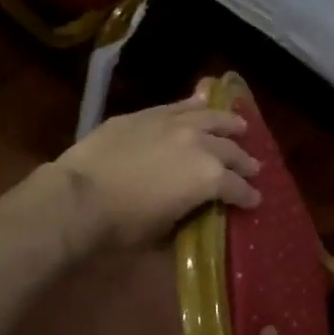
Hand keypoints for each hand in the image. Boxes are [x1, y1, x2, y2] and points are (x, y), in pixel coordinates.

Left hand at [48, 84, 259, 250]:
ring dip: (229, 124)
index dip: (248, 196)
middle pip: (231, 151)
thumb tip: (194, 212)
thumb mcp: (164, 232)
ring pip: (212, 118)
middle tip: (252, 168)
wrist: (79, 196)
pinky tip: (204, 102)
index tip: (254, 201)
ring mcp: (174, 124)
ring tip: (240, 127)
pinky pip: (181, 106)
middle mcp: (200, 144)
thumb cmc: (123, 225)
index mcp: (209, 179)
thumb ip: (187, 216)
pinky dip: (197, 105)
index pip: (238, 188)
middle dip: (244, 162)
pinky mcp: (149, 114)